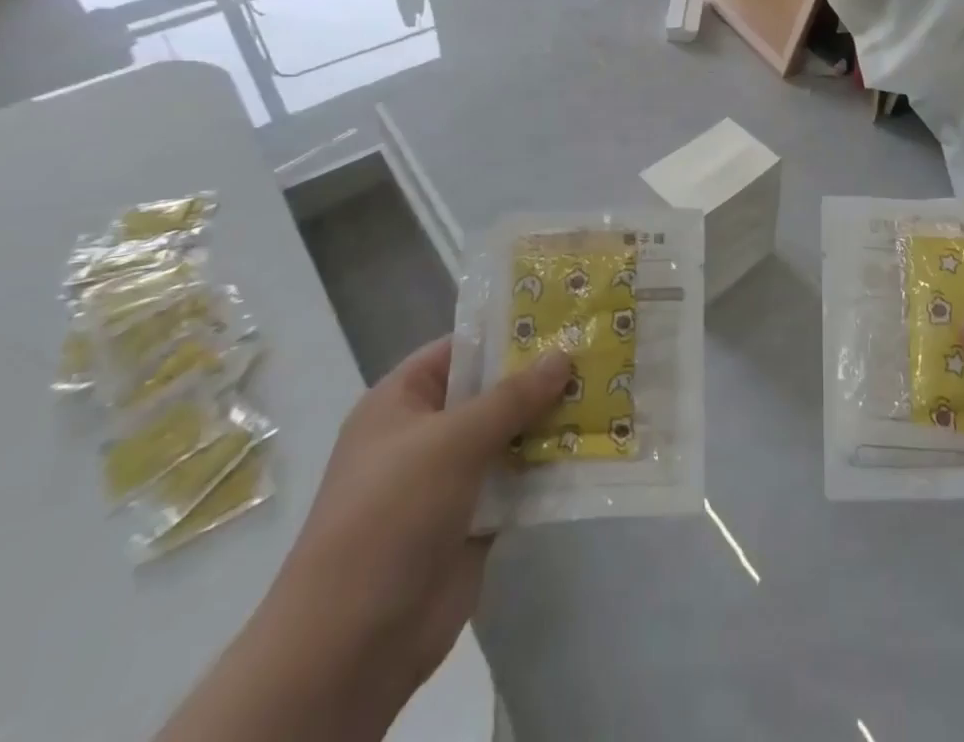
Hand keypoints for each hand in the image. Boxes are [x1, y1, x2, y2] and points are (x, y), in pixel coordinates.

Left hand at [250, 338, 570, 729]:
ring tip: (610, 392)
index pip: (462, 349)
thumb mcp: (452, 441)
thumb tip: (563, 355)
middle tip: (599, 351)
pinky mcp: (475, 519)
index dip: (509, 332)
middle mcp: (427, 434)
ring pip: (511, 435)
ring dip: (553, 421)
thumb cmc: (391, 515)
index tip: (564, 317)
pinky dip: (551, 466)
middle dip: (542, 377)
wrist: (353, 645)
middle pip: (493, 392)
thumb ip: (512, 396)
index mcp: (402, 402)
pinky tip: (597, 445)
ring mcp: (451, 479)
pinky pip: (520, 479)